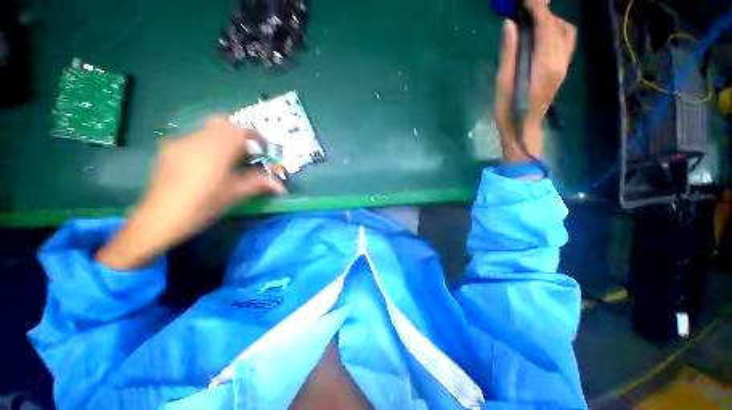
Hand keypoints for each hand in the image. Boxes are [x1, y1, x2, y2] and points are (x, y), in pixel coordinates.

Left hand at [96, 118, 284, 269]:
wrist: (159, 219)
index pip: (239, 131)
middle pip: (223, 124)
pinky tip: (210, 163)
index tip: (265, 147)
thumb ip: (258, 184)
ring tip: (231, 158)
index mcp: (215, 150)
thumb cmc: (202, 207)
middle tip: (249, 151)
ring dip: (225, 138)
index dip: (256, 136)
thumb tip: (281, 186)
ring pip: (208, 130)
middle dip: (240, 134)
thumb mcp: (234, 195)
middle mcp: (197, 140)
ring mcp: (181, 143)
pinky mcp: (170, 150)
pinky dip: (210, 143)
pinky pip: (196, 138)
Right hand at [494, 0, 576, 162]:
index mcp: (542, 66)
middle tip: (527, 5)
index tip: (525, 0)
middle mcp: (559, 62)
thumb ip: (508, 54)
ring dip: (552, 19)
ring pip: (566, 31)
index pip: (545, 27)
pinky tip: (544, 32)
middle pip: (557, 26)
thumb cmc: (507, 111)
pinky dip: (557, 29)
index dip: (536, 9)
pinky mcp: (563, 69)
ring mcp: (563, 65)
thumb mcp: (501, 84)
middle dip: (543, 10)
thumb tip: (510, 25)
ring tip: (534, 18)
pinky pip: (567, 41)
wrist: (523, 129)